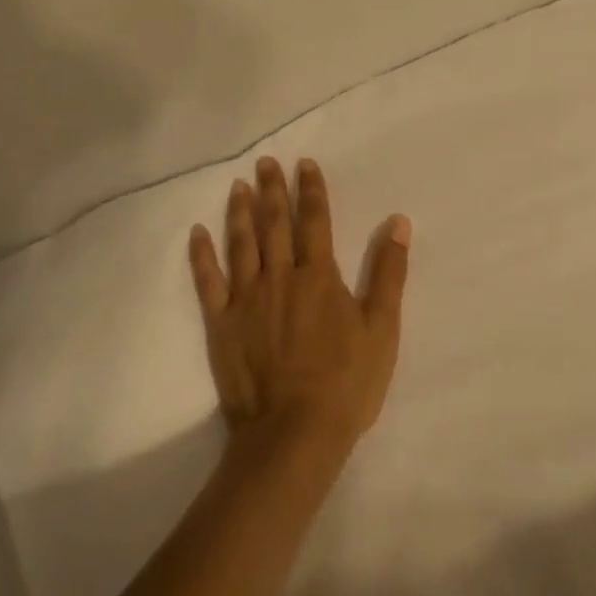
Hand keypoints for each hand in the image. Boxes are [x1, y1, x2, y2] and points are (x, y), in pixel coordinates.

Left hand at [188, 156, 411, 458]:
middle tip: (265, 162)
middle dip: (272, 190)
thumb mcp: (382, 328)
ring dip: (240, 212)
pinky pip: (207, 282)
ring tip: (238, 185)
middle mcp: (280, 278)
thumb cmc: (346, 382)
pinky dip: (202, 255)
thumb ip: (388, 273)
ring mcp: (246, 299)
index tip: (304, 164)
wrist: (295, 433)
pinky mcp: (221, 324)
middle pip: (275, 224)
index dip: (311, 190)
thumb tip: (398, 222)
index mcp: (319, 277)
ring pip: (241, 244)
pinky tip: (197, 232)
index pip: (315, 221)